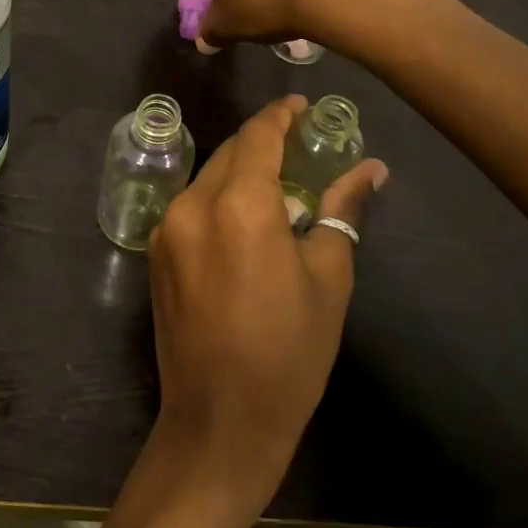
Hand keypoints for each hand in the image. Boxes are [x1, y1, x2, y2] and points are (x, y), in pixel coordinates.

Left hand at [146, 95, 388, 514]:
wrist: (218, 422)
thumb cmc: (288, 353)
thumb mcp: (328, 279)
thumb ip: (343, 211)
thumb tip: (371, 170)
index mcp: (238, 205)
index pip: (259, 136)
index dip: (281, 115)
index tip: (303, 105)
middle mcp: (193, 204)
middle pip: (230, 153)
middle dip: (263, 141)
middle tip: (300, 144)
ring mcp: (167, 228)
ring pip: (208, 178)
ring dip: (241, 171)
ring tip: (279, 183)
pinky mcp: (155, 252)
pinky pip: (192, 206)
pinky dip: (220, 198)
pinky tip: (246, 219)